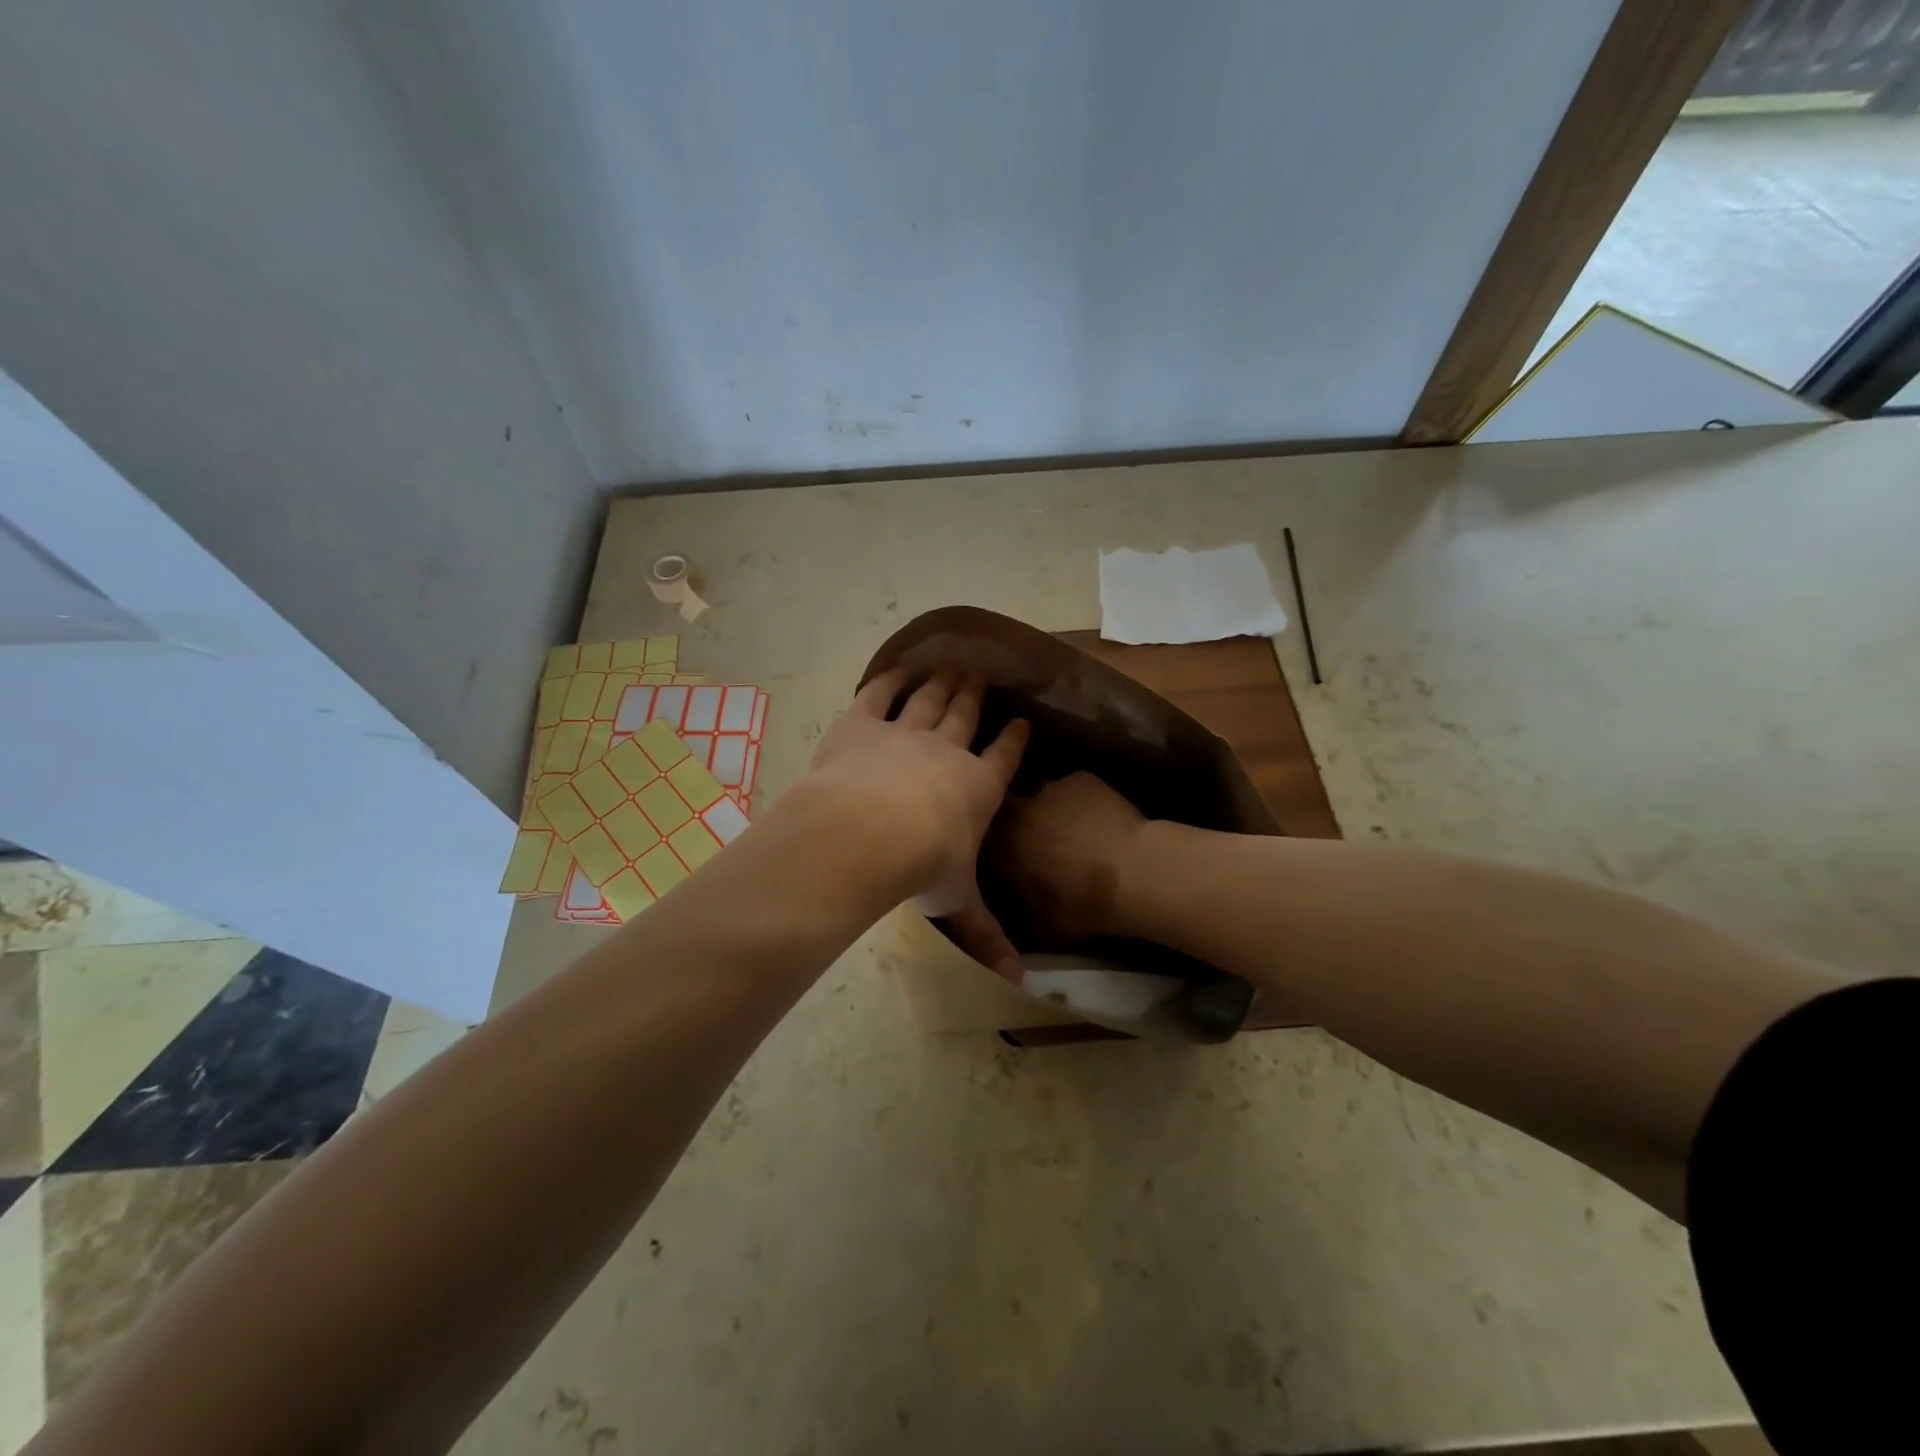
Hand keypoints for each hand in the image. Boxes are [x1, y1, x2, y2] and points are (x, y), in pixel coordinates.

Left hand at [806, 668, 1028, 970]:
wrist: (867, 832)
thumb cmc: (921, 866)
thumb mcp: (957, 902)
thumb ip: (986, 935)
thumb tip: (1020, 981)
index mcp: (978, 787)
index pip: (1005, 756)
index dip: (1015, 738)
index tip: (1022, 721)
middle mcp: (948, 750)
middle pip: (966, 715)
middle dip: (977, 695)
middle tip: (983, 676)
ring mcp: (905, 731)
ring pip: (930, 699)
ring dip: (943, 682)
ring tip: (953, 666)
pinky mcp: (863, 722)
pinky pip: (880, 693)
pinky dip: (889, 679)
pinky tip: (897, 669)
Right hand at [990, 772, 1147, 944]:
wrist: (1133, 873)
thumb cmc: (1082, 904)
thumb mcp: (1039, 922)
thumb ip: (1017, 905)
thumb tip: (1009, 902)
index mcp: (1000, 845)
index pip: (983, 837)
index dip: (994, 845)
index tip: (1005, 855)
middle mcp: (1016, 810)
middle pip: (1009, 809)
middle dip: (1018, 821)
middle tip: (1038, 840)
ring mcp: (1049, 788)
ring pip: (1043, 796)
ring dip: (1050, 810)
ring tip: (1072, 831)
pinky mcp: (1080, 778)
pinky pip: (1073, 788)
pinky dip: (1081, 802)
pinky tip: (1099, 820)